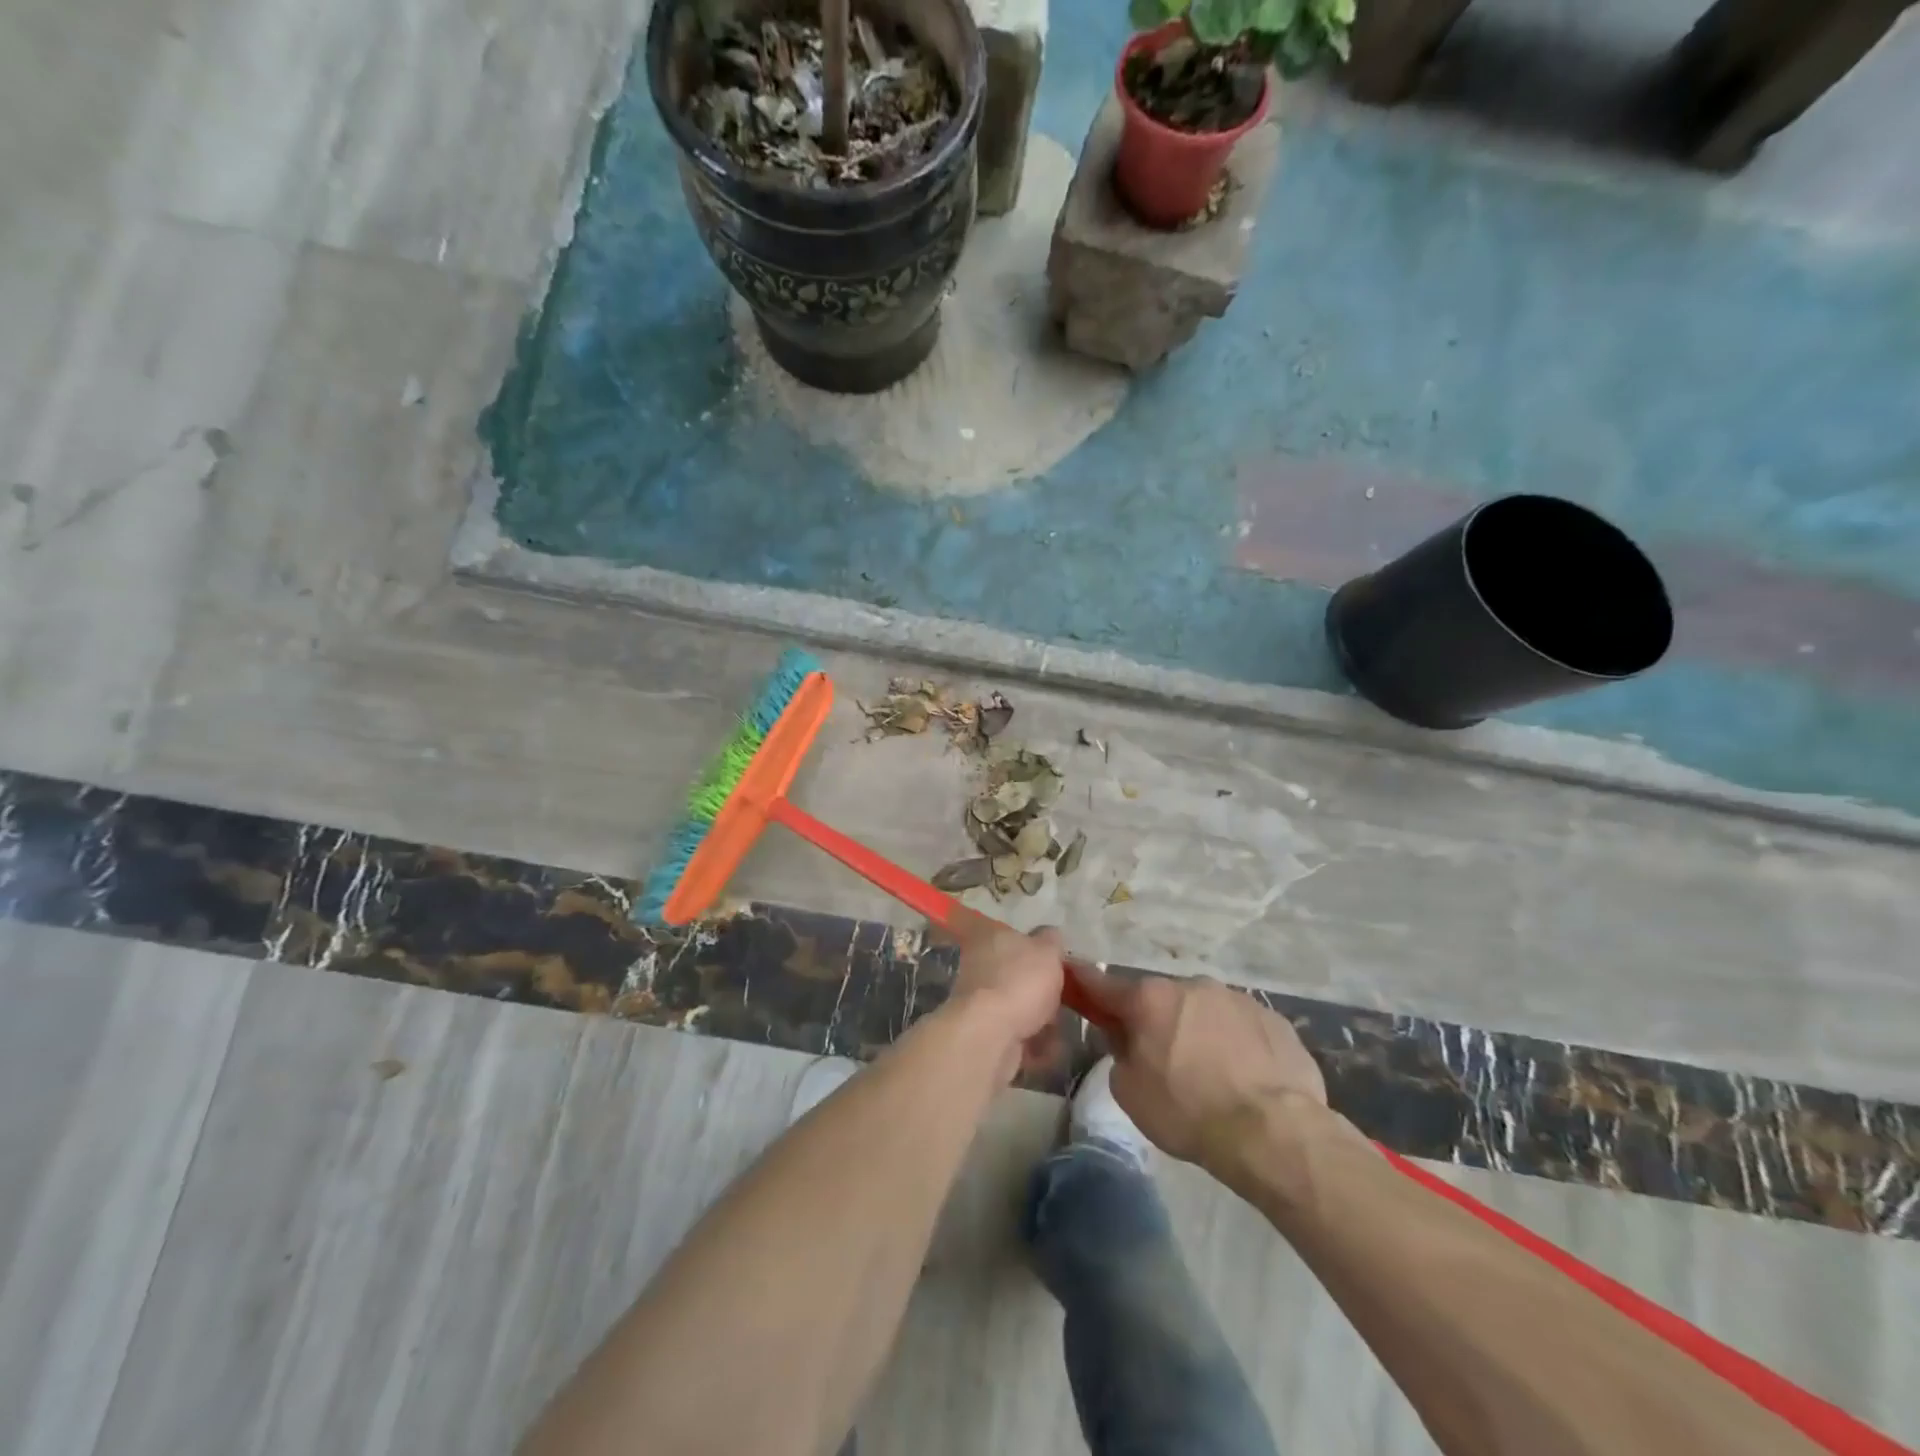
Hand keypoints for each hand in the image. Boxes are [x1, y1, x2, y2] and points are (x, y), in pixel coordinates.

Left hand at [946, 918, 1065, 1082]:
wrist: (990, 1034)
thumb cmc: (1020, 982)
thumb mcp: (1047, 950)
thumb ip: (1051, 941)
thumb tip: (1051, 935)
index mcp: (990, 939)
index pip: (1016, 938)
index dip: (1039, 951)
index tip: (1060, 965)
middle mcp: (980, 967)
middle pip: (1017, 975)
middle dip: (1041, 990)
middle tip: (1066, 999)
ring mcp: (980, 1003)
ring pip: (1017, 1007)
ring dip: (1040, 1019)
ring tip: (1061, 1028)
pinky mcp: (984, 1035)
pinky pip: (1017, 1036)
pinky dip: (1034, 1044)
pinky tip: (1052, 1049)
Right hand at [1075, 969, 1327, 1174]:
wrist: (1273, 1133)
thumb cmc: (1188, 1112)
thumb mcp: (1130, 1092)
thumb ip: (1119, 1053)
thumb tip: (1127, 1038)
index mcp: (1150, 999)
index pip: (1103, 984)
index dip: (1084, 983)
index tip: (1072, 976)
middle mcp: (1191, 985)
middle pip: (1161, 999)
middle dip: (1156, 1021)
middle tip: (1162, 1059)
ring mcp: (1235, 998)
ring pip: (1203, 1010)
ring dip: (1198, 1030)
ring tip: (1211, 1075)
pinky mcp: (1272, 1018)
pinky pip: (1240, 1026)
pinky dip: (1235, 1044)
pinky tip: (1244, 1078)